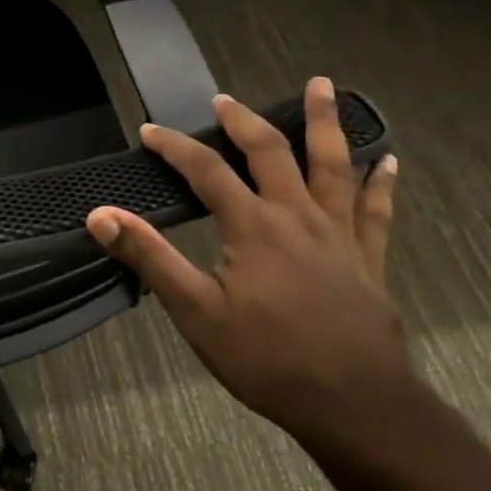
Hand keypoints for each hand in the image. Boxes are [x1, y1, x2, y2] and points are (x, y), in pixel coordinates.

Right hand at [86, 79, 407, 441]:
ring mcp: (339, 234)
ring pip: (333, 164)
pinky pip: (376, 211)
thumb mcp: (196, 312)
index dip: (174, 146)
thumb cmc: (268, 359)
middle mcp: (297, 216)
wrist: (356, 405)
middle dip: (244, 121)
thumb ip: (150, 258)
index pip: (205, 170)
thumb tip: (101, 215)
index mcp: (252, 226)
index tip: (149, 131)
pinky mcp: (369, 259)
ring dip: (325, 123)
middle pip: (271, 152)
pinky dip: (381, 183)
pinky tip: (390, 161)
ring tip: (324, 86)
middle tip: (225, 100)